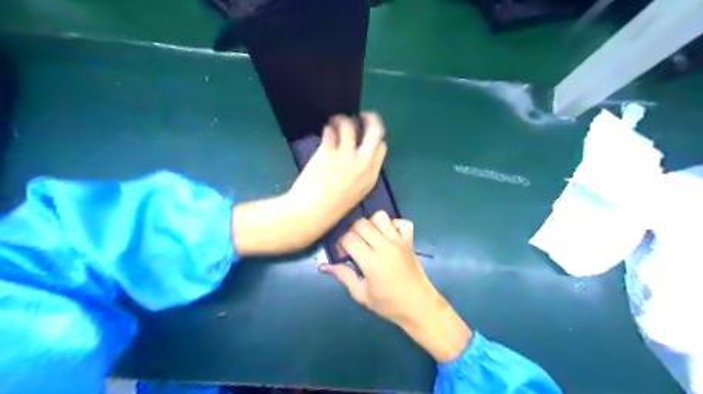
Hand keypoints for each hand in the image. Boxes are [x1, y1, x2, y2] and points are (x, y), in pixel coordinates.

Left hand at [283, 111, 386, 245]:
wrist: (311, 213)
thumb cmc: (332, 209)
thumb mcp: (355, 193)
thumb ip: (359, 174)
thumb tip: (355, 157)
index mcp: (371, 175)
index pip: (381, 148)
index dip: (374, 140)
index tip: (367, 136)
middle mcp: (363, 162)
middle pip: (375, 131)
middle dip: (370, 119)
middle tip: (363, 115)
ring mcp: (346, 155)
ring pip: (350, 125)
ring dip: (343, 120)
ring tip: (336, 121)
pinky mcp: (328, 151)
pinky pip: (330, 131)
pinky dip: (328, 128)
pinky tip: (325, 131)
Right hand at [320, 212, 471, 362]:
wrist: (420, 306)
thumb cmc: (389, 305)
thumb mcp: (362, 295)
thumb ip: (344, 276)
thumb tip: (324, 266)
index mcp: (371, 262)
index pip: (349, 238)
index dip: (341, 244)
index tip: (343, 255)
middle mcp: (385, 246)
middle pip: (361, 223)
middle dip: (352, 232)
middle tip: (354, 246)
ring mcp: (399, 241)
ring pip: (380, 217)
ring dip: (371, 224)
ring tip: (370, 238)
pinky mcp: (410, 241)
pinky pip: (402, 222)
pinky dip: (393, 224)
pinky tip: (388, 236)